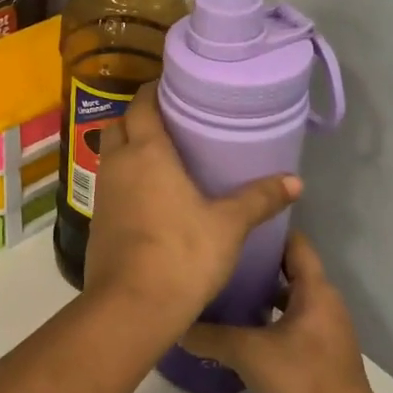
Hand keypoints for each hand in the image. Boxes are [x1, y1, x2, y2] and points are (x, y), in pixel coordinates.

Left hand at [82, 81, 300, 332]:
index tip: (170, 87)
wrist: (132, 304)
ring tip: (160, 153)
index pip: (141, 104)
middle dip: (137, 116)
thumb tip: (296, 180)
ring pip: (110, 153)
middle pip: (119, 124)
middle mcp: (118, 163)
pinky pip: (109, 182)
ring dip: (128, 146)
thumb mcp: (229, 225)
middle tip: (168, 120)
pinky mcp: (96, 217)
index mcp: (146, 152)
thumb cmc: (182, 253)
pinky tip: (147, 192)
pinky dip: (124, 176)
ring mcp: (102, 191)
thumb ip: (259, 199)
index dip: (152, 91)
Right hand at [180, 232, 383, 392]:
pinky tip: (239, 320)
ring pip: (288, 293)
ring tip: (222, 281)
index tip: (233, 220)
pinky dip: (268, 312)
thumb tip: (175, 323)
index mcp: (314, 289)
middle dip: (255, 257)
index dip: (266, 228)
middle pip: (288, 266)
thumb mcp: (246, 352)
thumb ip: (208, 334)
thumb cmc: (302, 379)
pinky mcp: (320, 349)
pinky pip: (291, 316)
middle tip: (218, 250)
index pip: (293, 242)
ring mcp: (324, 326)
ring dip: (260, 287)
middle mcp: (323, 300)